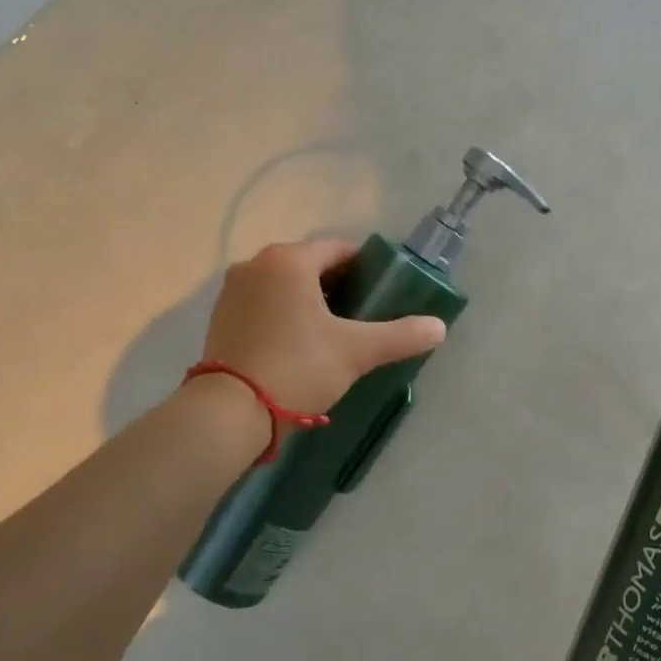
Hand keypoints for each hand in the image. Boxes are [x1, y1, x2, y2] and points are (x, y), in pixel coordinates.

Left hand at [200, 239, 446, 414]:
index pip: (338, 249)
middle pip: (310, 266)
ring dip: (310, 302)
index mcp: (289, 260)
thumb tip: (440, 327)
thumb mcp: (356, 351)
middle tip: (362, 319)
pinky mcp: (221, 318)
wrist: (231, 411)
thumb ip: (401, 335)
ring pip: (285, 286)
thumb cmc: (298, 367)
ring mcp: (233, 291)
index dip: (366, 268)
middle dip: (338, 287)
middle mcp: (255, 264)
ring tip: (333, 334)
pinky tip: (299, 345)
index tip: (383, 294)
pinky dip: (284, 315)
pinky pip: (264, 304)